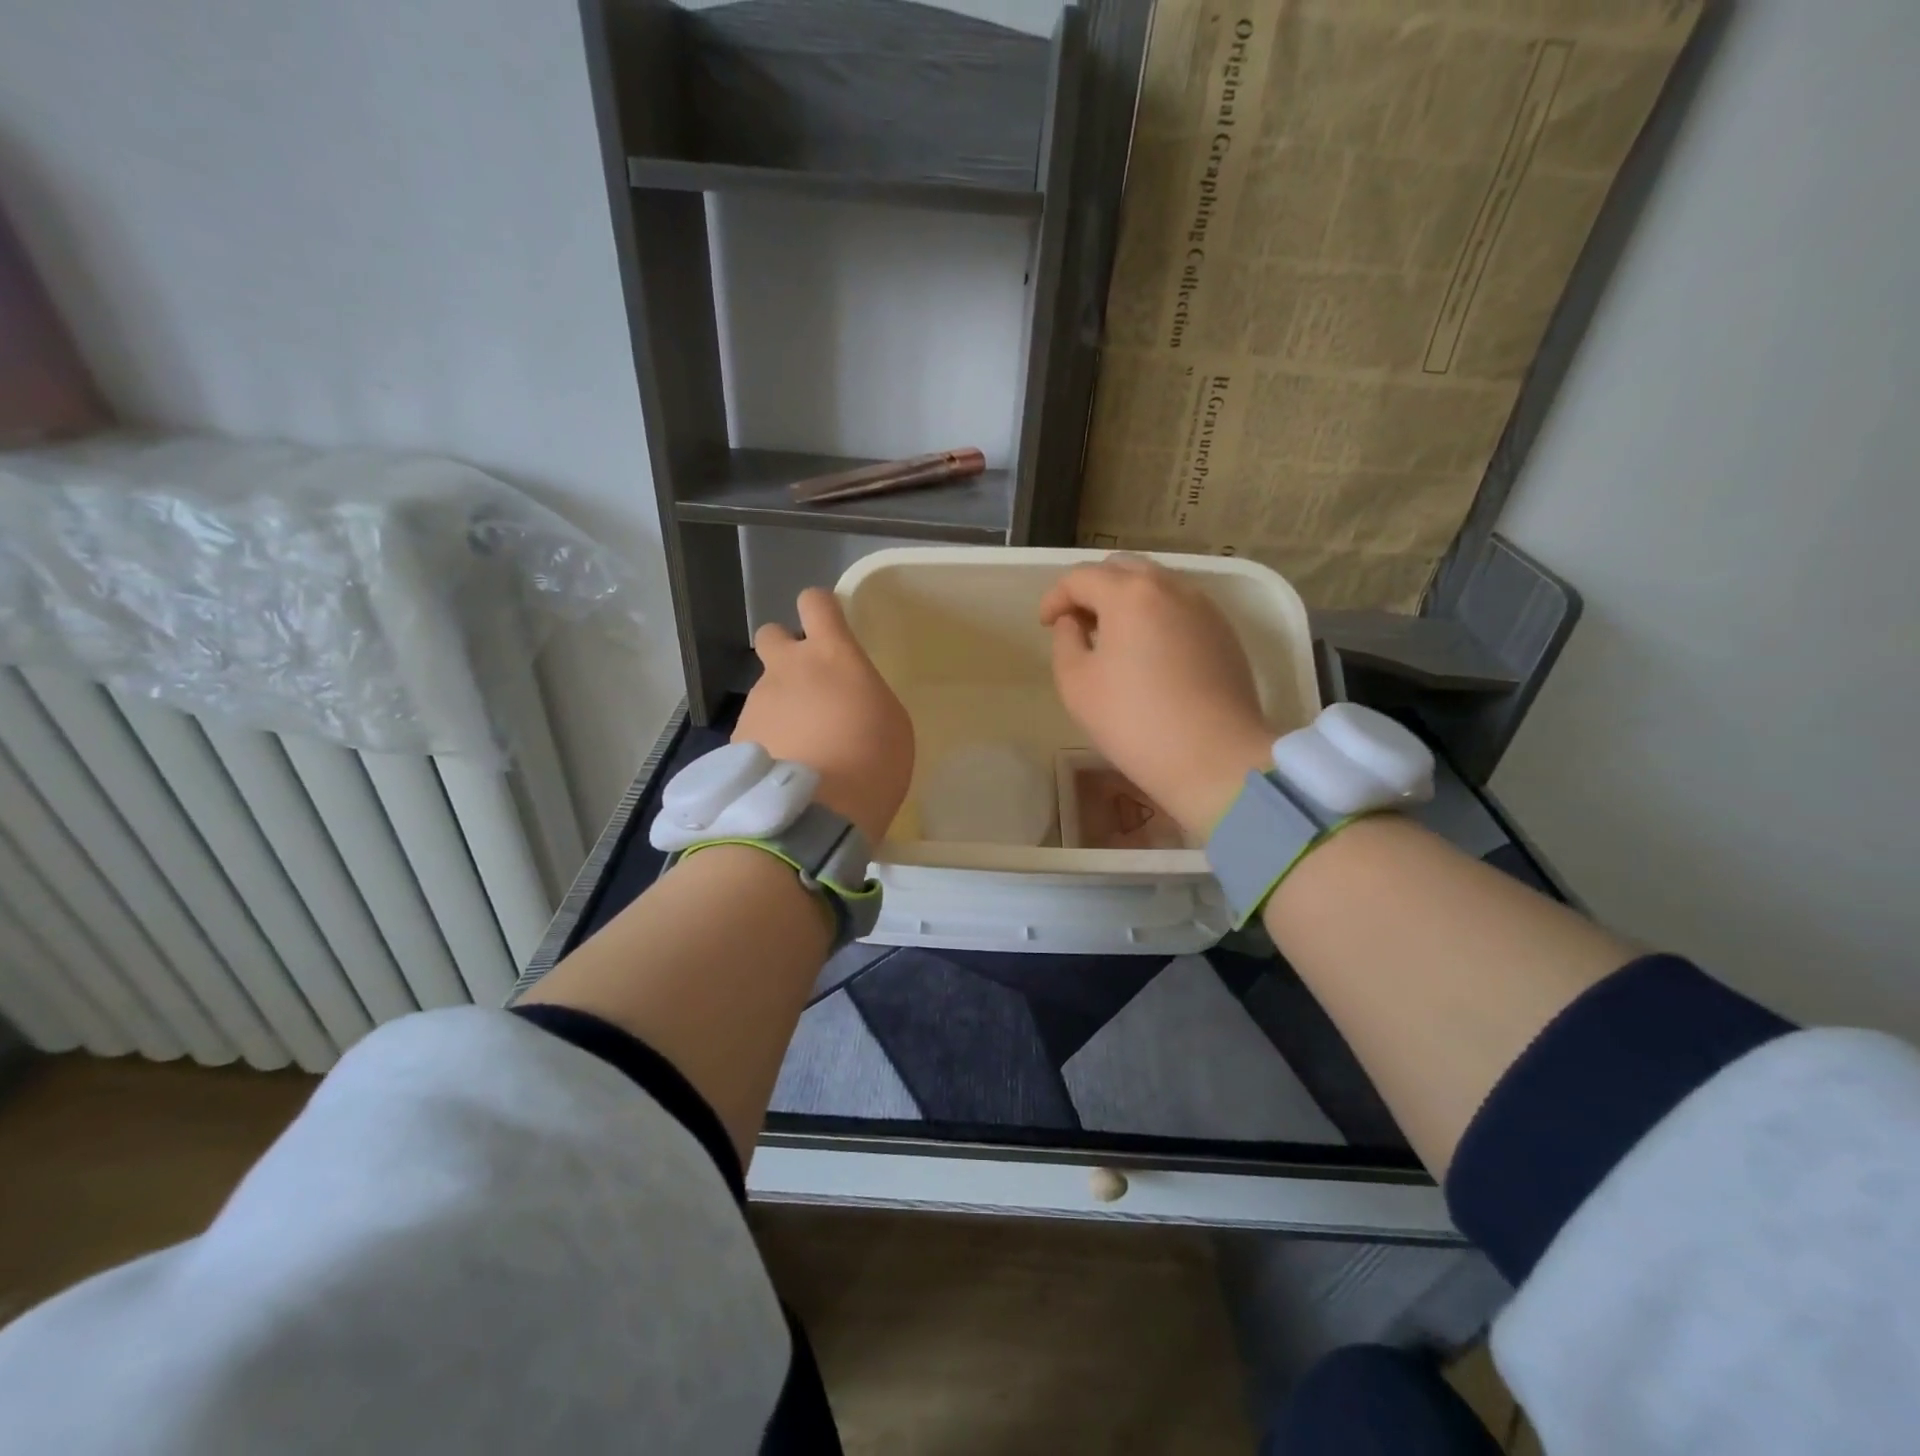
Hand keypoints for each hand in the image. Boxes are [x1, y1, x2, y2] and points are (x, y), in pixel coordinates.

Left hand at [734, 588, 913, 843]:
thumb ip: (864, 694)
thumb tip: (845, 698)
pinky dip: (766, 739)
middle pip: (773, 634)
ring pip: (764, 687)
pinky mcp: (736, 737)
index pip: (815, 602)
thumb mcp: (892, 723)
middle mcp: (787, 668)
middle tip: (808, 687)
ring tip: (800, 747)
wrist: (814, 815)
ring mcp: (757, 702)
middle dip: (786, 652)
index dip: (821, 609)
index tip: (831, 628)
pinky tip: (782, 770)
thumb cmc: (872, 764)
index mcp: (831, 655)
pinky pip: (753, 725)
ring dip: (780, 704)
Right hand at [1040, 555, 1273, 836]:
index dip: (1055, 597)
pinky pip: (1181, 608)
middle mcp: (1170, 587)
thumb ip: (1065, 641)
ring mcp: (1204, 607)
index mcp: (1129, 593)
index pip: (1082, 577)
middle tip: (1078, 623)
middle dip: (1094, 589)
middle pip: (1122, 569)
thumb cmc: (1133, 720)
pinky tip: (1149, 652)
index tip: (1045, 624)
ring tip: (1113, 637)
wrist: (1213, 757)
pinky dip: (1156, 615)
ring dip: (1127, 600)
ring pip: (1156, 585)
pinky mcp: (1224, 632)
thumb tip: (1074, 622)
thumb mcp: (1076, 683)